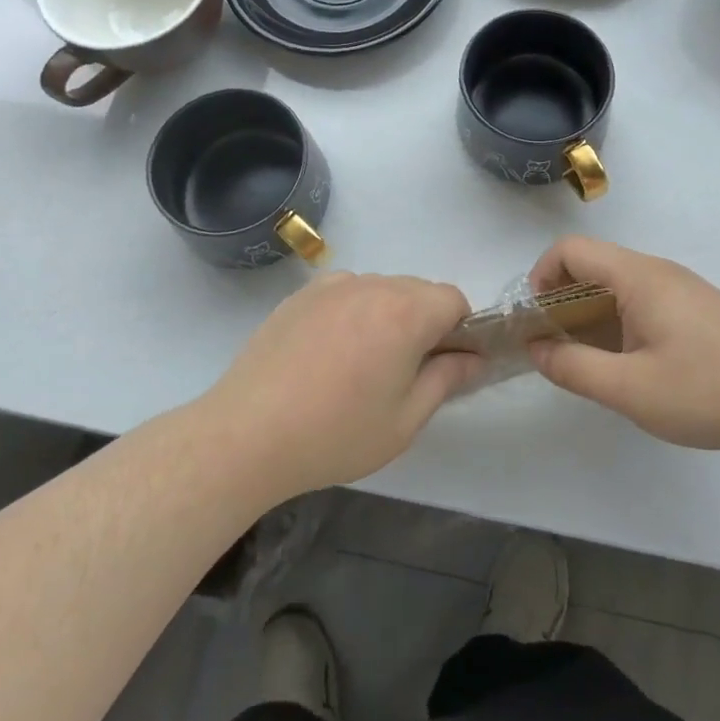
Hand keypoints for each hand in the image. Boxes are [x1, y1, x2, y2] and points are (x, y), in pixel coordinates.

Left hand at [204, 272, 480, 494]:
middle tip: (402, 374)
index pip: (454, 299)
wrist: (246, 434)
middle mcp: (371, 286)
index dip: (459, 330)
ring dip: (387, 316)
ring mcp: (332, 286)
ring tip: (359, 367)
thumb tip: (473, 358)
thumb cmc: (335, 434)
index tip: (443, 366)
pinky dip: (352, 313)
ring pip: (381, 290)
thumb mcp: (405, 420)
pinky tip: (328, 355)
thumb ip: (446, 380)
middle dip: (424, 323)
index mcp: (405, 312)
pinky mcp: (301, 295)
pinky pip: (346, 293)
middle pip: (418, 291)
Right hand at [528, 236, 719, 455]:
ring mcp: (681, 290)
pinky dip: (617, 323)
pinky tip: (628, 366)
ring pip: (617, 286)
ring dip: (589, 315)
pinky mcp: (697, 311)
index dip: (541, 276)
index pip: (571, 249)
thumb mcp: (630, 389)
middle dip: (561, 300)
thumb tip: (536, 349)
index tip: (534, 320)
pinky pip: (641, 302)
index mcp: (638, 276)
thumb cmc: (707, 391)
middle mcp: (658, 272)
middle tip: (554, 347)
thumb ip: (574, 368)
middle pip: (592, 266)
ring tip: (587, 362)